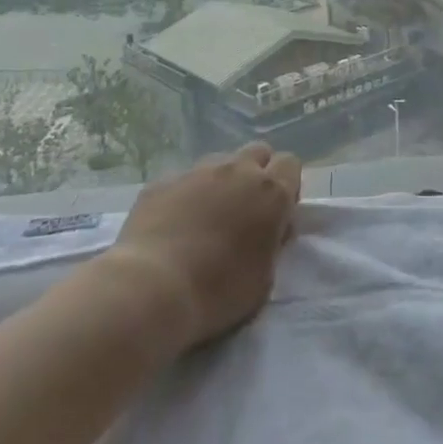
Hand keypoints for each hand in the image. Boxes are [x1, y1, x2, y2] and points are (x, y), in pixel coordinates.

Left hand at [111, 142, 302, 347]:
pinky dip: (186, 195)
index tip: (277, 214)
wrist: (152, 289)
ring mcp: (197, 172)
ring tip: (207, 217)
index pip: (290, 164)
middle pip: (258, 152)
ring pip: (220, 162)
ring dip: (222, 181)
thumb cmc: (218, 291)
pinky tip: (174, 225)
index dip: (287, 185)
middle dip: (257, 173)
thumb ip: (273, 242)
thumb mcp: (265, 277)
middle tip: (246, 210)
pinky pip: (184, 179)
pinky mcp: (163, 181)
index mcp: (271, 193)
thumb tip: (270, 227)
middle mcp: (238, 171)